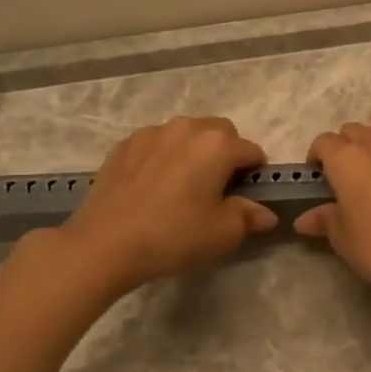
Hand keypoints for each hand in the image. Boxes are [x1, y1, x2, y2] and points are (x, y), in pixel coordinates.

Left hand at [53, 117, 276, 293]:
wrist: (105, 244)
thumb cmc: (174, 236)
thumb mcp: (222, 233)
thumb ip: (249, 217)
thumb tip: (265, 213)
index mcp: (218, 145)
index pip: (251, 150)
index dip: (255, 173)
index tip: (247, 195)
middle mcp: (187, 128)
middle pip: (220, 133)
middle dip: (226, 153)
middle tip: (217, 188)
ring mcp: (152, 133)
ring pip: (186, 134)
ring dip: (194, 151)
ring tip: (183, 185)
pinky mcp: (125, 144)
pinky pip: (157, 143)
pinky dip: (164, 156)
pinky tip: (154, 186)